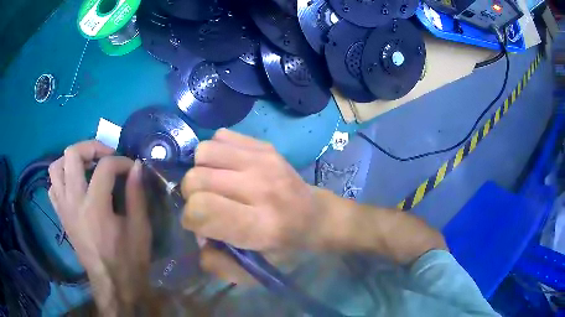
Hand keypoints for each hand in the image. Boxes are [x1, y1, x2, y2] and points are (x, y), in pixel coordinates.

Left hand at [48, 141, 150, 310]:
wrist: (112, 284)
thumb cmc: (129, 259)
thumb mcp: (140, 229)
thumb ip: (137, 194)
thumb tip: (137, 167)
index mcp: (95, 207)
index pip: (104, 166)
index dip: (121, 161)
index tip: (132, 168)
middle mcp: (73, 202)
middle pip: (72, 154)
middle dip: (91, 147)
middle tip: (106, 155)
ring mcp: (64, 209)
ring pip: (55, 167)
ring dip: (71, 160)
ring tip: (86, 165)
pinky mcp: (61, 216)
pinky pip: (53, 187)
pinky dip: (62, 179)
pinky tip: (75, 185)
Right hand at [181, 130, 329, 283]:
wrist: (317, 217)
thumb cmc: (286, 248)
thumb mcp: (255, 272)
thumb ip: (218, 264)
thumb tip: (198, 236)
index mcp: (262, 225)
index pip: (201, 208)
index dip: (190, 218)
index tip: (200, 225)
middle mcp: (262, 188)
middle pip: (196, 178)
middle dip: (192, 195)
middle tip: (207, 205)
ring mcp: (264, 160)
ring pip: (204, 152)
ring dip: (201, 170)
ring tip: (216, 185)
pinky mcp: (265, 145)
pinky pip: (220, 136)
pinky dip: (215, 153)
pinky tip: (227, 169)